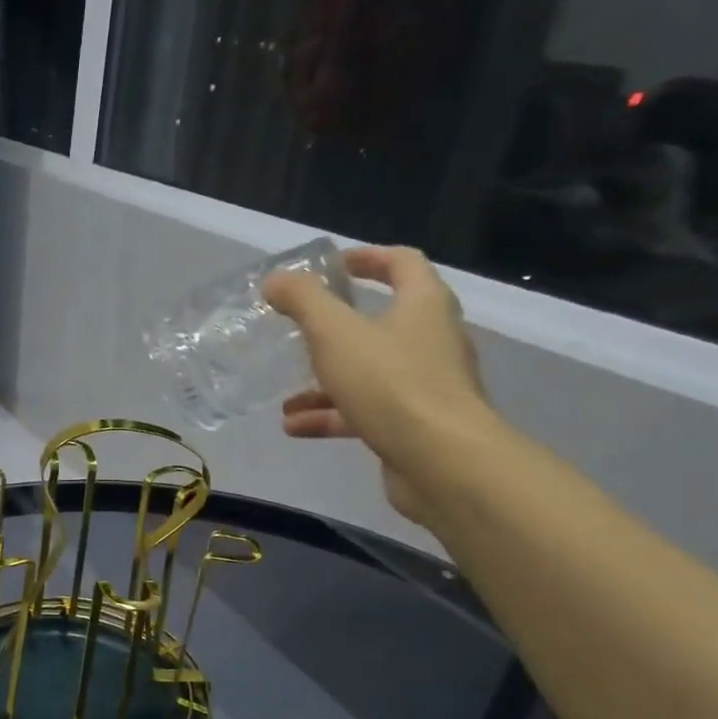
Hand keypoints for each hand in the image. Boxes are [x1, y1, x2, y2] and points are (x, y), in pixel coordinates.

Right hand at [264, 244, 495, 526]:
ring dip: (326, 382)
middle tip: (302, 331)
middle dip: (337, 328)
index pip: (402, 263)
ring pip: (370, 373)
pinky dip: (332, 416)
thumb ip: (303, 301)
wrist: (441, 461)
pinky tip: (294, 427)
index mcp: (424, 305)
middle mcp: (432, 339)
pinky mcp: (414, 426)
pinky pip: (367, 412)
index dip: (367, 257)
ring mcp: (426, 386)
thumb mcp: (335, 333)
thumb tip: (276, 279)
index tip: (332, 265)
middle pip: (384, 321)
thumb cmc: (390, 383)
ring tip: (286, 396)